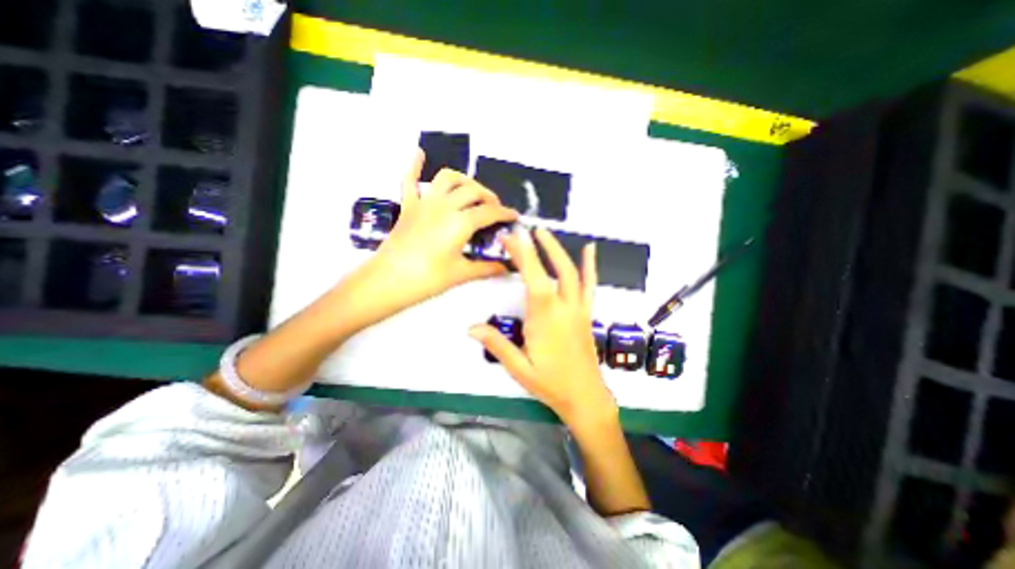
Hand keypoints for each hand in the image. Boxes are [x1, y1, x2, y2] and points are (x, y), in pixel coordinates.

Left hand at [361, 150, 517, 315]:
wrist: (388, 281)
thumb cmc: (428, 279)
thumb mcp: (461, 274)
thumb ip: (487, 268)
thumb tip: (508, 268)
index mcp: (460, 223)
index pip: (489, 213)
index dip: (505, 213)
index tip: (514, 216)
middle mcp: (445, 206)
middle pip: (473, 191)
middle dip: (489, 197)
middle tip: (495, 210)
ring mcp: (424, 203)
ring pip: (447, 178)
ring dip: (464, 180)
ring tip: (471, 191)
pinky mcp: (408, 207)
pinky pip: (409, 180)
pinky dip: (415, 165)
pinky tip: (420, 153)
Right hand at [468, 229, 618, 428]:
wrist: (585, 397)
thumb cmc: (550, 384)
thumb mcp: (519, 368)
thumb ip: (497, 344)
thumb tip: (471, 327)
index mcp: (545, 318)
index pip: (533, 277)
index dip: (522, 254)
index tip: (510, 237)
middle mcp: (563, 307)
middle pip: (551, 269)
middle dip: (536, 247)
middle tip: (522, 231)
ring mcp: (578, 309)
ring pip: (571, 273)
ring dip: (557, 250)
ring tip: (544, 233)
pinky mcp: (586, 313)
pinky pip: (589, 285)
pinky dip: (590, 266)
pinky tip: (589, 250)